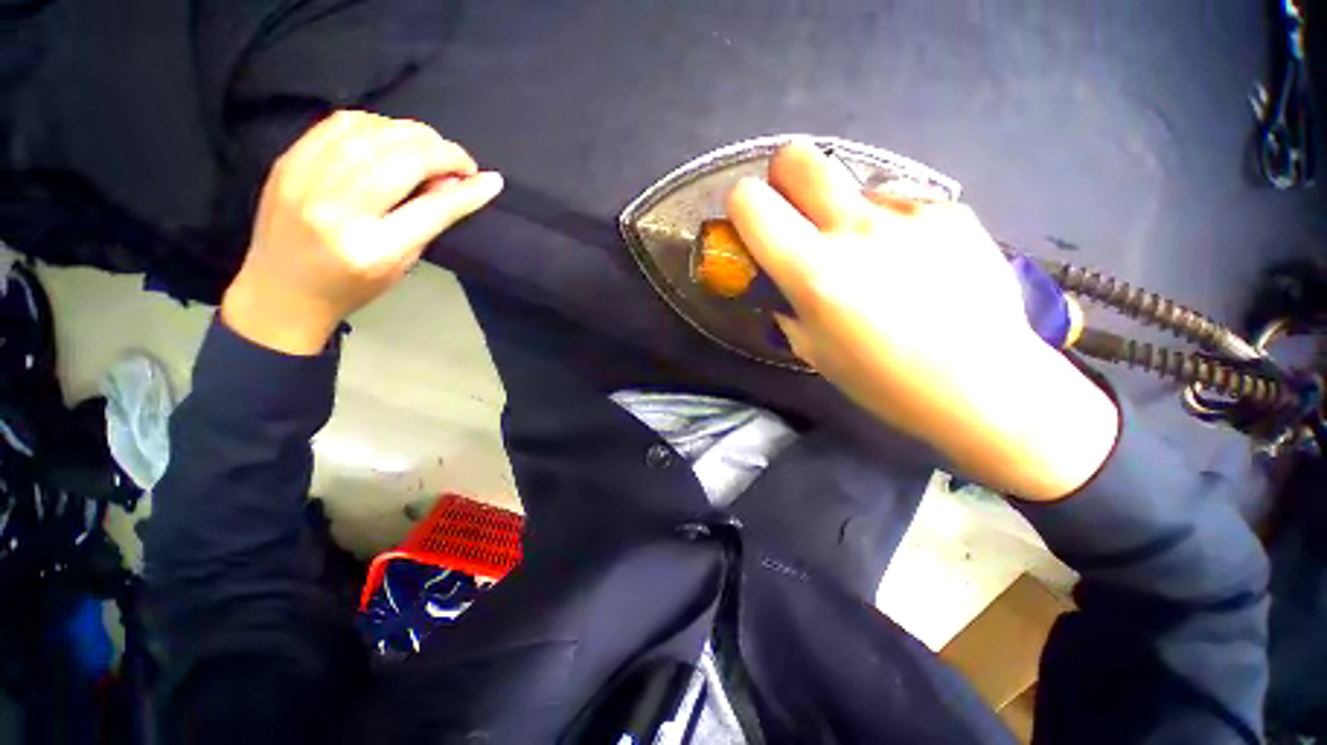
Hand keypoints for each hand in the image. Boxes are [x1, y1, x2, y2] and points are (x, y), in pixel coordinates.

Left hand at [222, 111, 503, 354]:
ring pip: (372, 133)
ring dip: (412, 133)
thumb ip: (428, 221)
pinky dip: (377, 123)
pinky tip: (392, 136)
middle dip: (441, 152)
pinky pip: (340, 124)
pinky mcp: (289, 161)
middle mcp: (337, 211)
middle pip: (400, 161)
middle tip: (460, 161)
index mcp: (373, 249)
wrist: (281, 291)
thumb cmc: (352, 286)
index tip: (490, 179)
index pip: (431, 209)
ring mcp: (306, 180)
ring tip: (431, 147)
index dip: (465, 190)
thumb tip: (455, 182)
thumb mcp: (402, 264)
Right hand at [725, 141, 1117, 499]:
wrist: (983, 383)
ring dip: (844, 210)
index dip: (742, 206)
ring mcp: (908, 212)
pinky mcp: (950, 209)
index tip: (751, 225)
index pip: (752, 202)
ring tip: (870, 253)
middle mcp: (854, 228)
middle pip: (799, 158)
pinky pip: (900, 202)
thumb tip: (778, 281)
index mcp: (812, 269)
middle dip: (784, 177)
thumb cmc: (883, 380)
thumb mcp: (812, 350)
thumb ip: (785, 305)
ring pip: (852, 185)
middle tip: (796, 214)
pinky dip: (891, 223)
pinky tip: (913, 260)